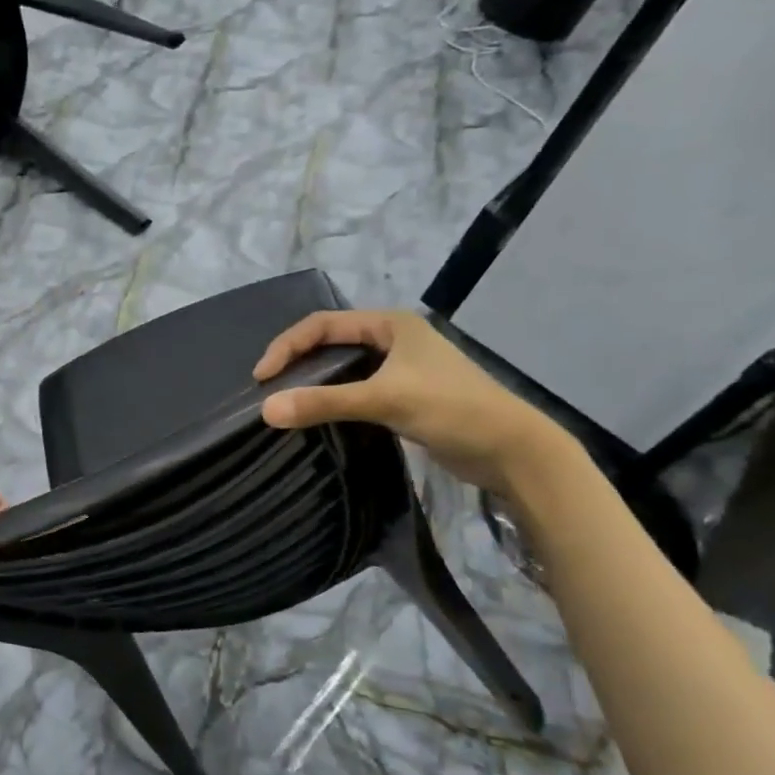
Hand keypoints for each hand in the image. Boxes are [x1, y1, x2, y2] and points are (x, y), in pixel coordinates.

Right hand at [252, 309, 569, 494]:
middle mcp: (395, 339)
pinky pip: (358, 390)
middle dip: (298, 361)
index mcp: (391, 324)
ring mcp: (403, 368)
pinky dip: (335, 399)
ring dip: (316, 382)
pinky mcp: (407, 396)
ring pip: (345, 368)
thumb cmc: (451, 409)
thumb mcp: (385, 400)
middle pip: (332, 343)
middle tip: (269, 389)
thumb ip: (325, 403)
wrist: (512, 450)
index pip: (324, 324)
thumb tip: (266, 411)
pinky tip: (321, 416)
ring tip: (288, 402)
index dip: (288, 346)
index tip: (262, 377)